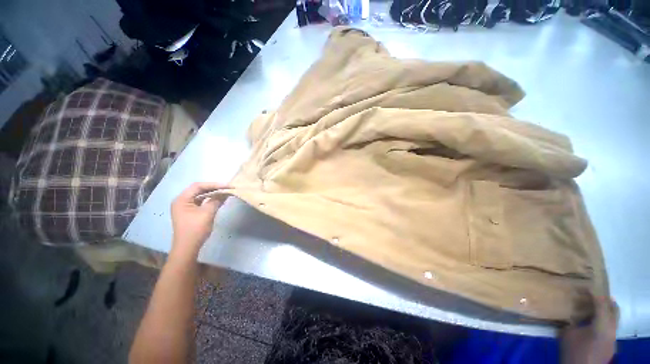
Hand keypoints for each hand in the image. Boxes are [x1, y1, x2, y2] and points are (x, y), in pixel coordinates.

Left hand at [170, 182, 228, 257]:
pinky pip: (201, 201)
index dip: (214, 184)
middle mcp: (181, 200)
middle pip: (199, 189)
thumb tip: (225, 192)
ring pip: (201, 195)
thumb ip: (216, 200)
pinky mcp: (190, 212)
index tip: (228, 186)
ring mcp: (185, 206)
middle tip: (228, 188)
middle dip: (214, 188)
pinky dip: (210, 200)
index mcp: (182, 199)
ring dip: (213, 193)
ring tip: (226, 192)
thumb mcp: (207, 213)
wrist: (188, 248)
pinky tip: (219, 199)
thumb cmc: (195, 229)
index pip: (198, 186)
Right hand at [561, 297, 617, 363]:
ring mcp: (613, 338)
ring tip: (593, 307)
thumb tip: (574, 312)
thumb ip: (573, 321)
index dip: (594, 293)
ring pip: (614, 319)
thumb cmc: (573, 350)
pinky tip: (593, 323)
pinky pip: (610, 327)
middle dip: (606, 301)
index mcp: (602, 325)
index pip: (601, 303)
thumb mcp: (567, 333)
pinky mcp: (611, 344)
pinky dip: (604, 321)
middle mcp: (612, 329)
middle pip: (614, 310)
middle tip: (595, 294)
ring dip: (606, 311)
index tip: (586, 286)